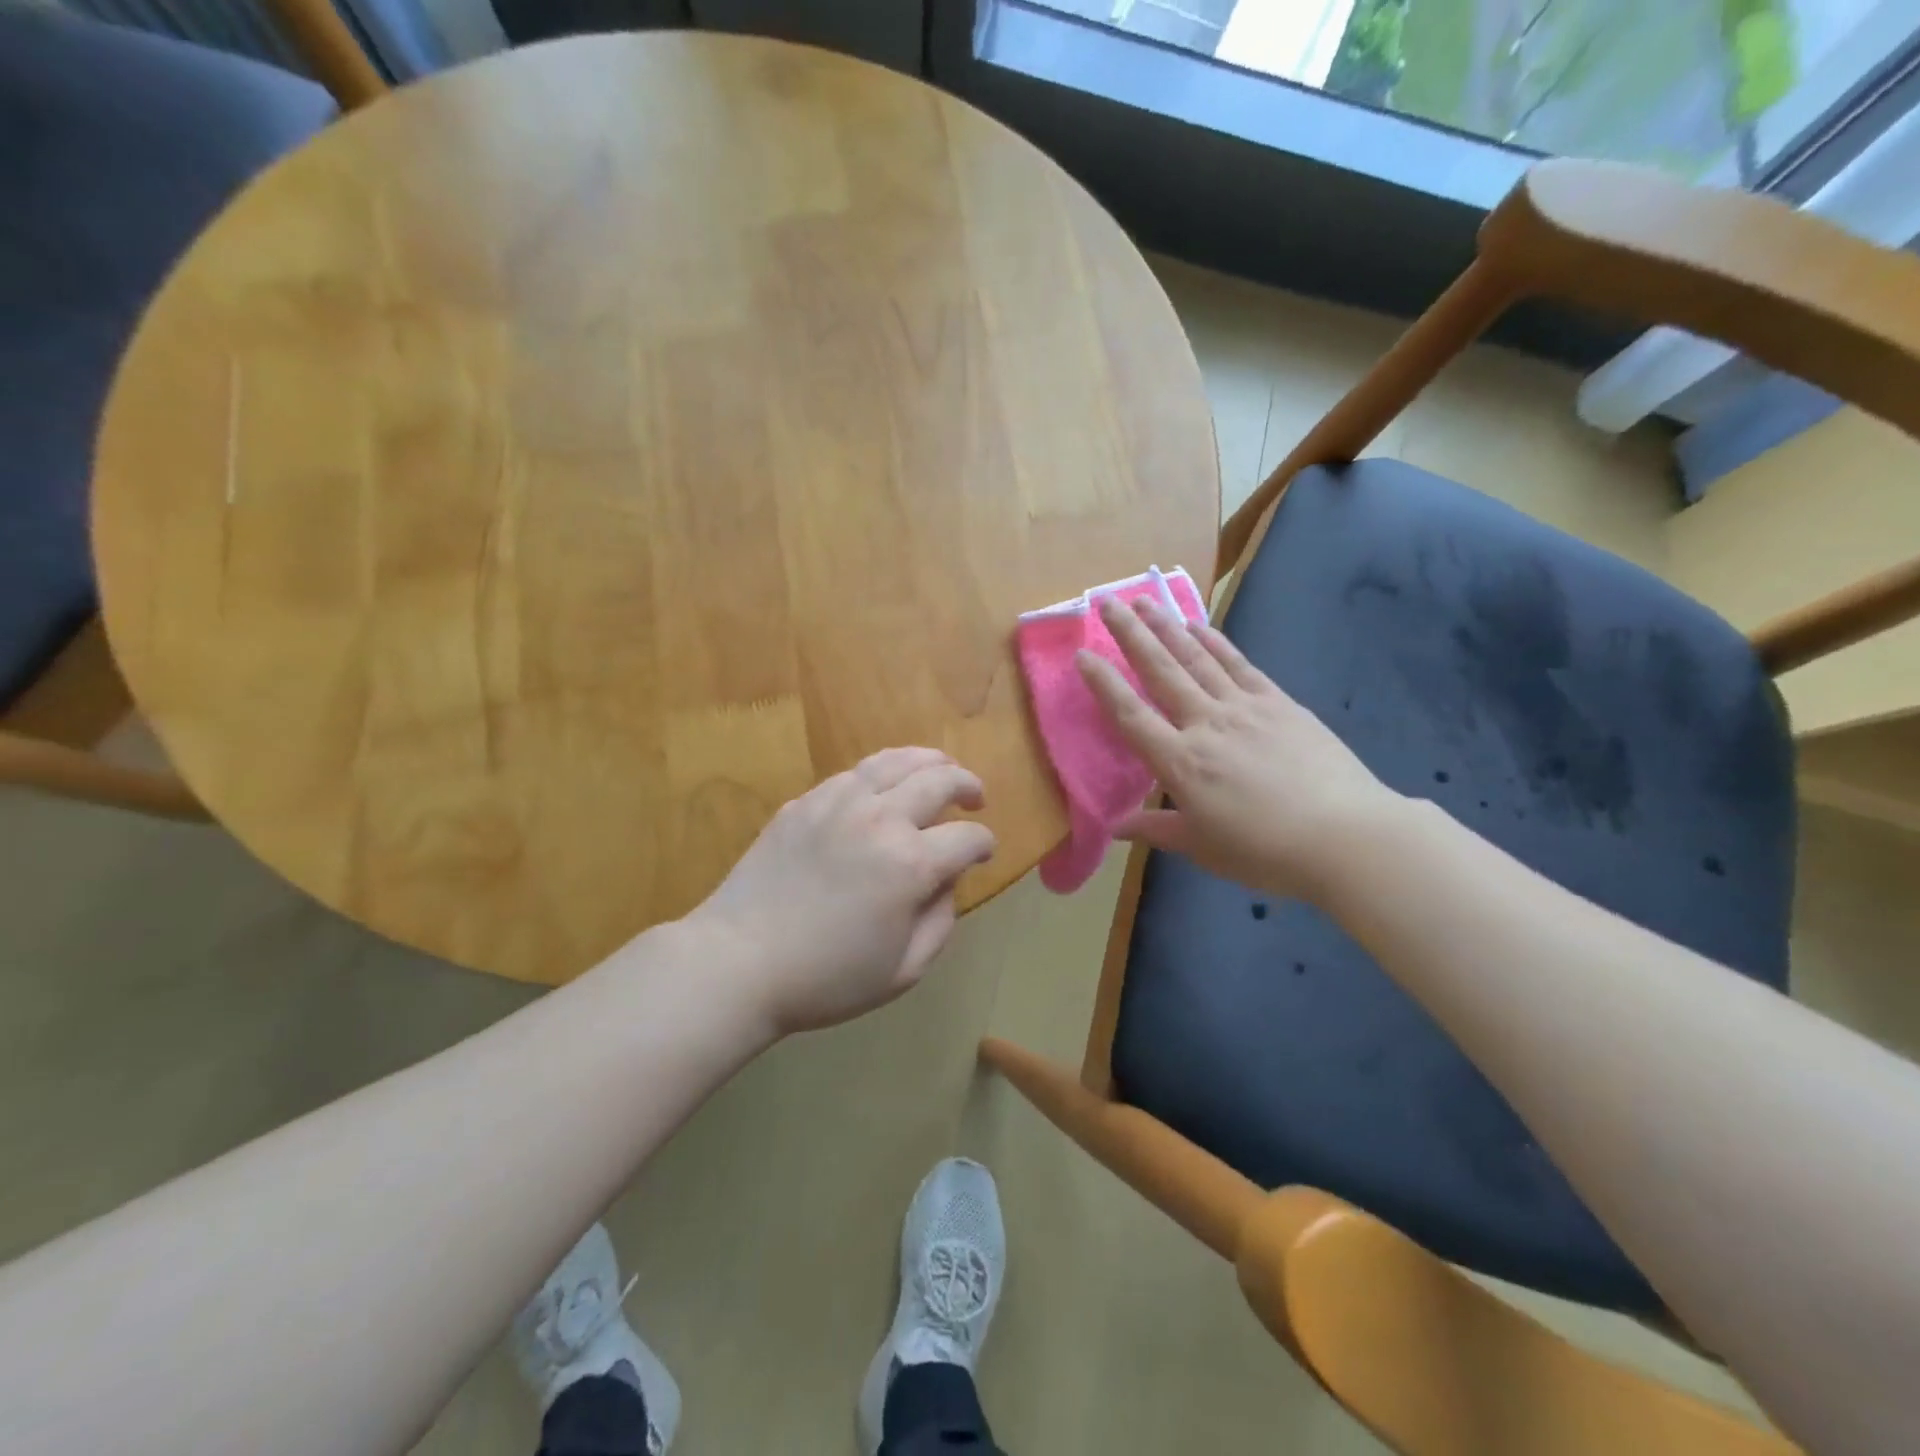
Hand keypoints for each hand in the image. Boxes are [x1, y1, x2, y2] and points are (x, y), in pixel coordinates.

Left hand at [686, 748, 996, 1034]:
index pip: (968, 837)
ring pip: (896, 760)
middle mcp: (881, 818)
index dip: (984, 844)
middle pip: (940, 780)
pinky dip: (882, 771)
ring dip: (929, 761)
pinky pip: (854, 773)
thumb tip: (948, 880)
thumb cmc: (826, 978)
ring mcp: (839, 802)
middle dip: (968, 785)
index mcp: (911, 863)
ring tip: (941, 767)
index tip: (983, 853)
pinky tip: (884, 785)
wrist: (739, 961)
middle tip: (975, 797)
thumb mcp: (903, 969)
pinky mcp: (805, 801)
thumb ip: (941, 920)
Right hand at [1076, 596, 1402, 902]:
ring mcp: (1244, 708)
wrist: (1346, 837)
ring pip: (1196, 658)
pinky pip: (1238, 664)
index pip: (1131, 715)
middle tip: (1107, 601)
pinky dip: (1215, 642)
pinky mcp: (1278, 703)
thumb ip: (1157, 830)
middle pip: (1161, 671)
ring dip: (1168, 626)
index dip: (1104, 683)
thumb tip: (1116, 827)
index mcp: (1180, 763)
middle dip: (1131, 634)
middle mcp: (1205, 724)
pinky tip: (1198, 625)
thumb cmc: (1266, 851)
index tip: (1082, 655)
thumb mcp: (1203, 847)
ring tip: (1145, 600)